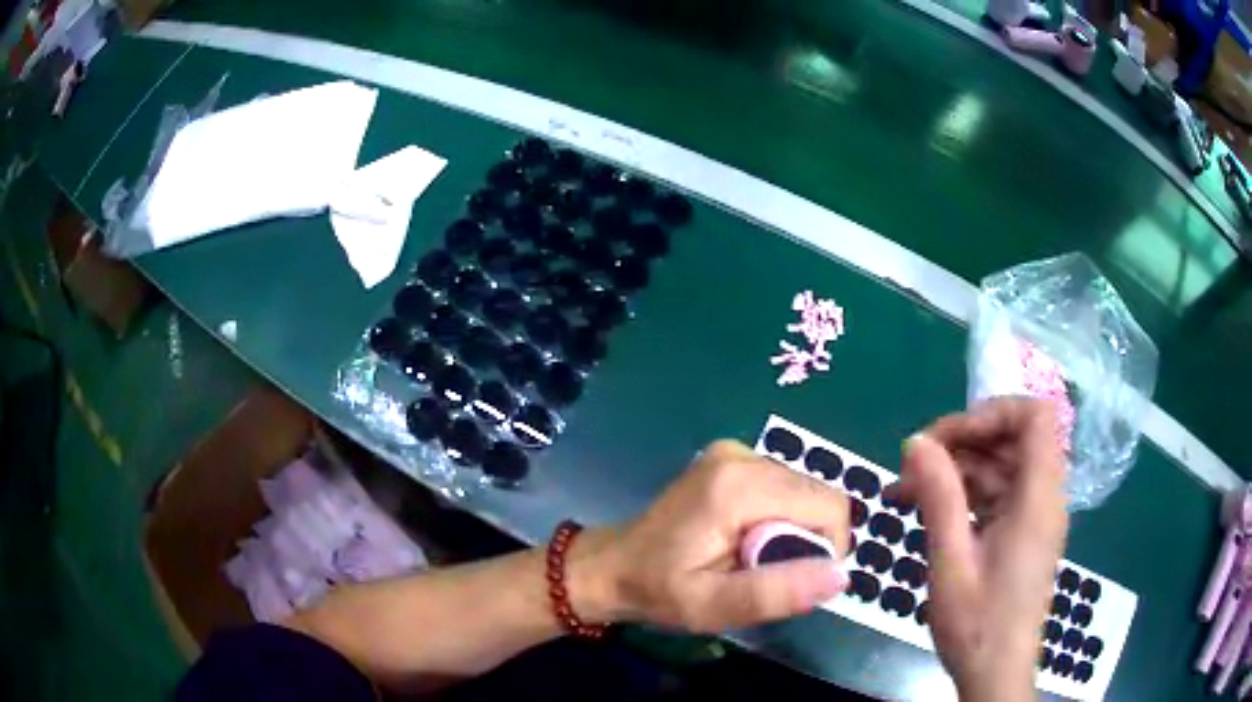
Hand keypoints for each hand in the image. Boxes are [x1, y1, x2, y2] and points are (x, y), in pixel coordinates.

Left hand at [571, 440, 849, 632]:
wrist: (611, 566)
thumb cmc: (659, 590)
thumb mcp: (713, 606)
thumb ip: (776, 591)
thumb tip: (841, 574)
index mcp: (739, 486)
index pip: (829, 507)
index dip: (827, 549)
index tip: (792, 579)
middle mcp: (742, 456)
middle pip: (817, 495)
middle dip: (807, 540)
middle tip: (763, 571)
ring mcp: (735, 453)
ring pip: (804, 491)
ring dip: (792, 530)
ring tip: (749, 558)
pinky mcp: (731, 460)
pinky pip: (784, 488)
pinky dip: (779, 517)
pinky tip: (743, 539)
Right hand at [885, 398, 1067, 701]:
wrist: (996, 674)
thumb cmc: (978, 624)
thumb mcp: (952, 562)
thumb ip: (940, 497)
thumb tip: (916, 443)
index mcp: (1038, 499)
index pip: (1034, 416)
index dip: (992, 412)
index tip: (945, 438)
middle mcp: (1044, 498)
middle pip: (1013, 439)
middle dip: (962, 443)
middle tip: (912, 466)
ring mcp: (1034, 516)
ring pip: (1001, 467)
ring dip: (956, 471)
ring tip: (905, 492)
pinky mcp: (1022, 534)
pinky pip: (997, 495)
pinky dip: (964, 495)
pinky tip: (927, 512)